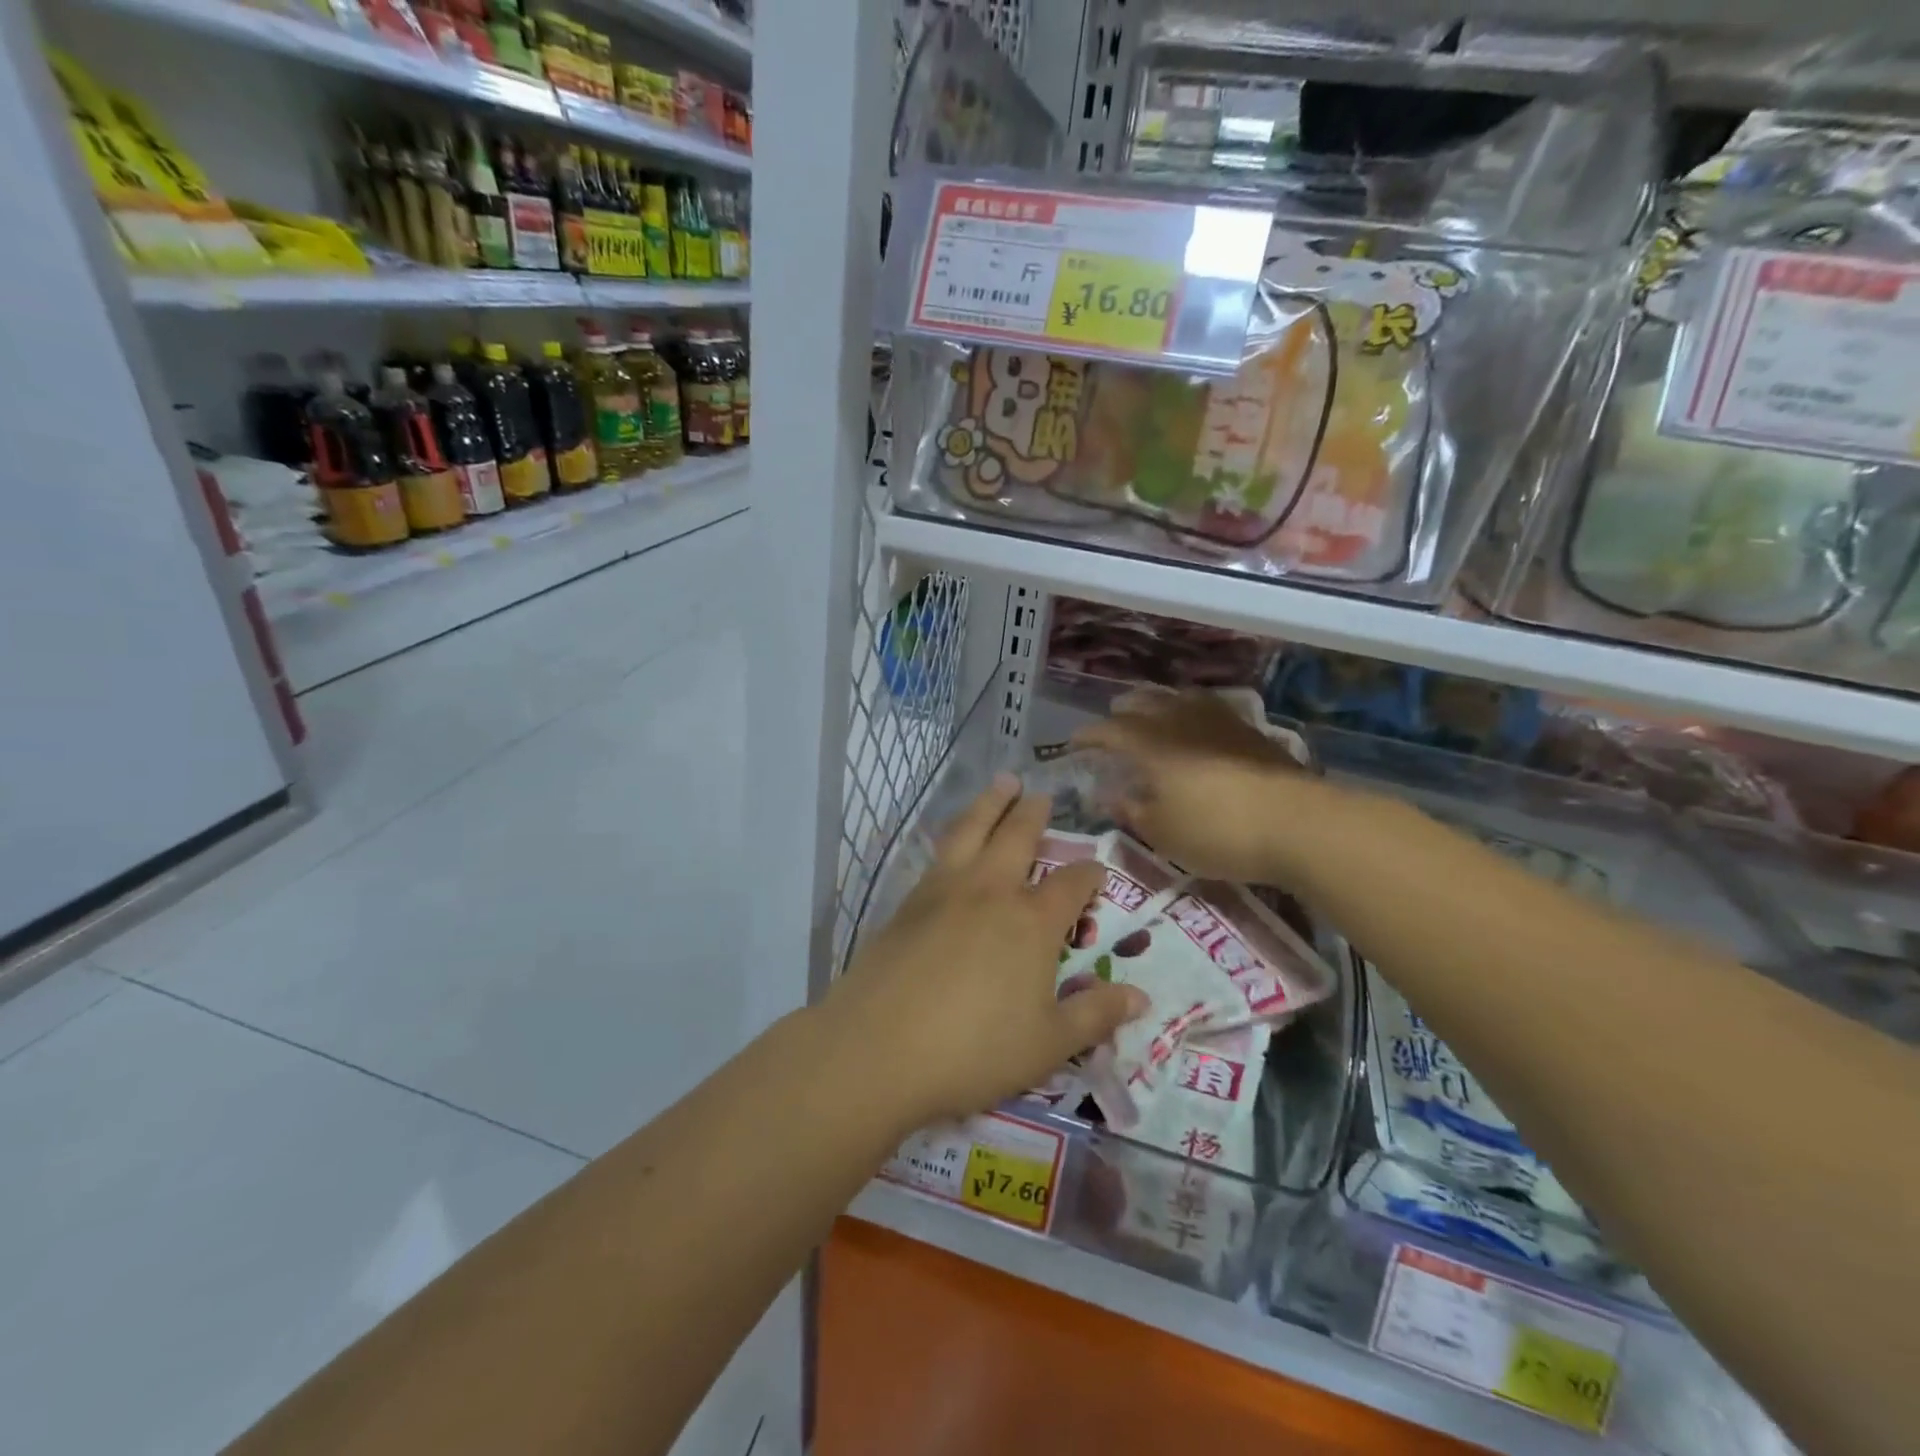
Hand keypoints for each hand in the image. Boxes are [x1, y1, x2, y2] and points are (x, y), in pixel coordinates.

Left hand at [826, 775, 1147, 1130]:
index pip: (1071, 884)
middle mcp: (990, 891)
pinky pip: (939, 853)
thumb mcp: (1048, 1044)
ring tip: (1001, 782)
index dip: (1089, 875)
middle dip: (1033, 813)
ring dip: (990, 803)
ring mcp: (944, 890)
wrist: (878, 1049)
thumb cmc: (974, 1051)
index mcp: (1032, 921)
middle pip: (1017, 836)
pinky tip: (954, 840)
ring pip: (972, 830)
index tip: (1096, 870)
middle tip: (1040, 793)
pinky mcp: (908, 901)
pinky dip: (955, 834)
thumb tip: (1139, 998)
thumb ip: (1094, 1016)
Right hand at [1071, 688, 1326, 883]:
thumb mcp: (1162, 833)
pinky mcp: (1250, 731)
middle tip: (1114, 726)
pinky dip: (1192, 713)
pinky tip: (1200, 729)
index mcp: (1151, 744)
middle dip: (1123, 712)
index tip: (1074, 744)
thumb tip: (1108, 795)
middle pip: (1144, 702)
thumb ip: (1131, 810)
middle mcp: (1181, 721)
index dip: (1088, 736)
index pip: (1109, 730)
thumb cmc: (1217, 832)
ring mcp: (1220, 721)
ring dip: (1159, 704)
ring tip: (1155, 718)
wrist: (1298, 824)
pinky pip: (1210, 709)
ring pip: (1180, 698)